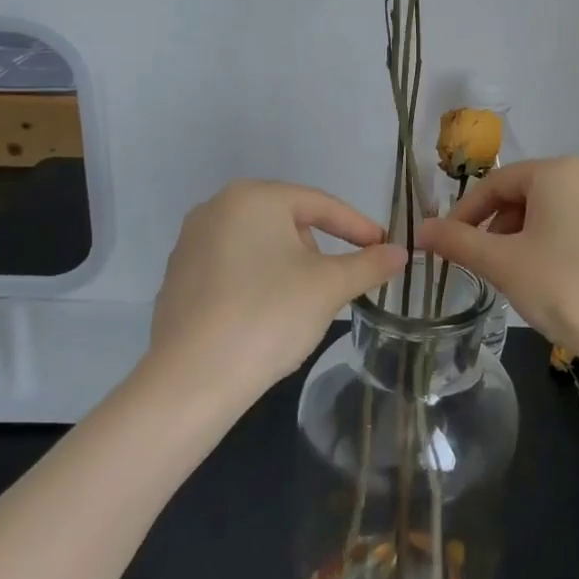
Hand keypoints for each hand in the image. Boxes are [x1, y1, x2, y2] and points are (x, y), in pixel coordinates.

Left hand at [150, 180, 406, 398]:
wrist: (191, 380)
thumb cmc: (269, 315)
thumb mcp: (329, 287)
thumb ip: (369, 264)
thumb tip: (400, 253)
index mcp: (252, 198)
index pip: (319, 204)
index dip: (357, 226)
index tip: (384, 247)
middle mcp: (216, 208)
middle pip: (287, 223)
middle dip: (318, 251)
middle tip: (338, 284)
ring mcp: (190, 244)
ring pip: (259, 247)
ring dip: (289, 269)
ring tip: (302, 306)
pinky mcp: (178, 279)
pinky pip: (232, 270)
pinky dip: (257, 285)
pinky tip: (265, 319)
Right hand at [416, 157, 578, 376]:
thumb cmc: (567, 289)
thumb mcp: (504, 264)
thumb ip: (458, 242)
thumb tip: (420, 229)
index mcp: (557, 172)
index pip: (495, 183)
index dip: (464, 213)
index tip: (445, 246)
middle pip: (523, 194)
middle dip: (494, 226)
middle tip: (480, 265)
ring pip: (548, 212)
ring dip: (520, 238)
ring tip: (512, 276)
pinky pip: (573, 226)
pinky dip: (549, 245)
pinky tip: (547, 280)